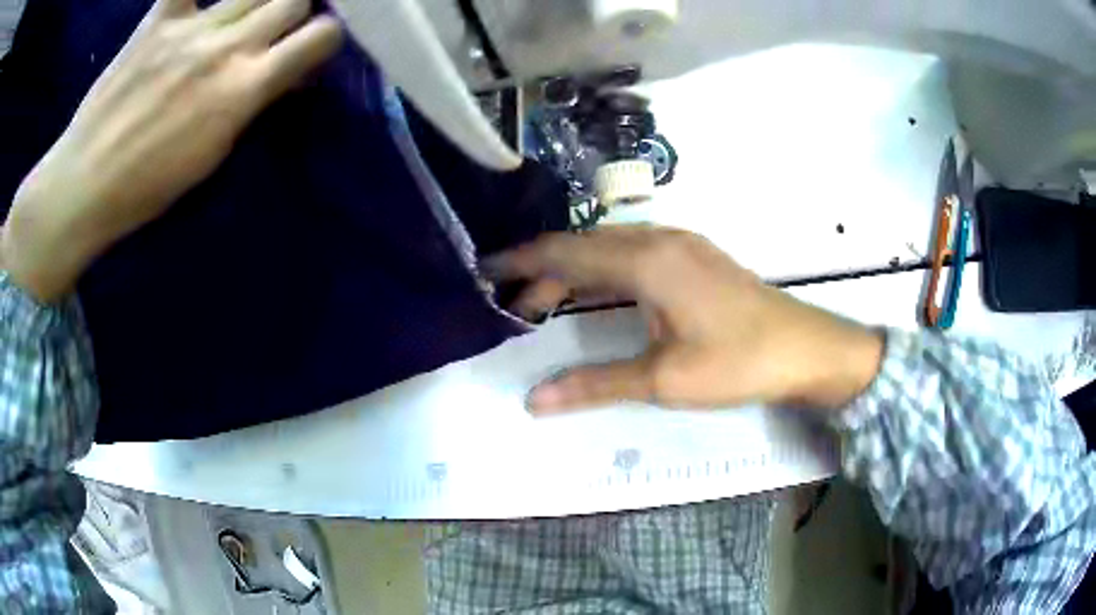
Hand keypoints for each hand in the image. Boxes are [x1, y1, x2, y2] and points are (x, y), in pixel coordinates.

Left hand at [1, 0, 341, 301]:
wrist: (84, 184)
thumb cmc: (147, 187)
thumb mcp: (212, 156)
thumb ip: (251, 105)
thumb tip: (284, 76)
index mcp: (241, 89)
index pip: (317, 38)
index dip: (326, 36)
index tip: (313, 46)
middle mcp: (224, 47)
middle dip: (296, 10)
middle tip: (280, 26)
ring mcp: (190, 27)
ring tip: (246, 15)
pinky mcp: (159, 20)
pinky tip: (203, 1)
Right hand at [488, 227, 883, 415]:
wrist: (806, 348)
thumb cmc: (738, 362)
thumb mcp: (664, 379)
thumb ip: (595, 384)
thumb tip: (534, 400)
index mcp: (646, 262)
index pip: (566, 252)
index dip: (521, 261)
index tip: (485, 270)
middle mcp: (659, 239)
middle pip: (584, 245)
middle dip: (543, 271)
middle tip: (514, 306)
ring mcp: (681, 242)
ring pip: (609, 246)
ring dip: (575, 269)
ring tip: (548, 302)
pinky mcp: (695, 254)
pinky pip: (634, 249)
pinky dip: (603, 267)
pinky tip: (601, 291)